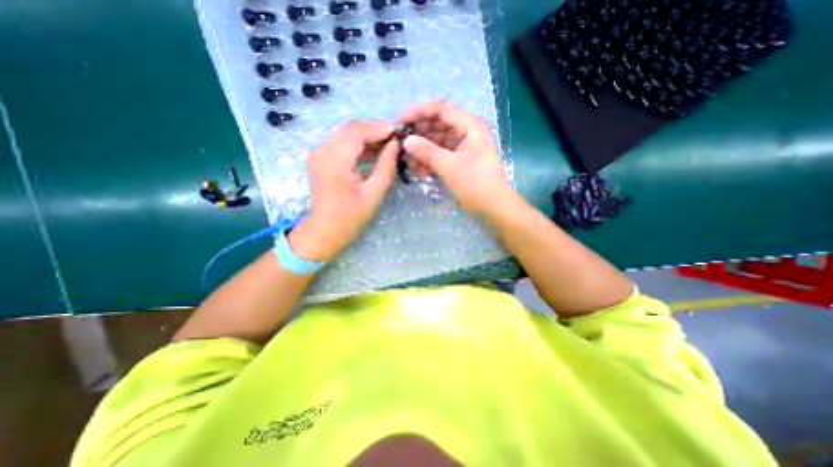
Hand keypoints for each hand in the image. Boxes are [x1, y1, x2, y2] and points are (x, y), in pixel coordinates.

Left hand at [290, 119, 399, 261]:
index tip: (398, 131)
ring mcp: (318, 154)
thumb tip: (395, 144)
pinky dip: (358, 145)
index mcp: (334, 161)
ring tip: (388, 143)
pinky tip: (373, 151)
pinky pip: (341, 144)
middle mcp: (321, 151)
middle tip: (395, 137)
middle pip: (350, 129)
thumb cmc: (350, 217)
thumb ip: (386, 166)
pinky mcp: (320, 159)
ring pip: (345, 135)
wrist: (324, 231)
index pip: (357, 132)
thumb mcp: (374, 193)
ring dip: (367, 137)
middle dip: (374, 130)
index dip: (378, 128)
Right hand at [398, 99, 511, 218]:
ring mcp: (461, 146)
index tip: (400, 121)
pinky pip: (439, 154)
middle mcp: (466, 131)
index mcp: (470, 125)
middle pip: (437, 124)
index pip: (441, 109)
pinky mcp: (458, 159)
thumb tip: (406, 141)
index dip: (418, 112)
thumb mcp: (450, 167)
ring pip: (436, 141)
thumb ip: (427, 152)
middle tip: (401, 144)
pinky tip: (420, 171)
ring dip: (422, 150)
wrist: (492, 206)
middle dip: (418, 134)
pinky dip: (429, 161)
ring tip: (409, 162)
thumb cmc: (476, 184)